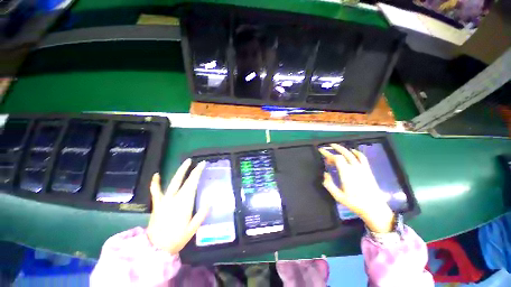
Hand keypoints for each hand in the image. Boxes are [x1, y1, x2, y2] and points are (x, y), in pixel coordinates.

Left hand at [146, 159, 208, 253]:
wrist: (155, 249)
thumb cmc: (177, 238)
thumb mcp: (193, 228)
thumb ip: (202, 213)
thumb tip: (210, 200)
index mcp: (185, 203)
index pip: (193, 183)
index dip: (198, 172)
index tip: (202, 164)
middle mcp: (175, 198)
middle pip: (184, 180)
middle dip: (191, 170)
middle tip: (196, 162)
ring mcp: (164, 200)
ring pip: (173, 182)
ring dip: (179, 171)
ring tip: (185, 162)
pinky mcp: (157, 204)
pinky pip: (155, 191)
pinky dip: (155, 182)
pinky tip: (156, 174)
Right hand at [319, 144, 394, 232]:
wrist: (374, 208)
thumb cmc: (354, 203)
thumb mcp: (338, 196)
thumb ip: (329, 184)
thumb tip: (325, 173)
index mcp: (346, 173)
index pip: (337, 158)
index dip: (328, 153)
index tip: (321, 151)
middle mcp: (354, 168)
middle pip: (344, 153)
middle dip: (335, 148)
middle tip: (328, 146)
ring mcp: (362, 168)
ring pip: (352, 154)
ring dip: (344, 149)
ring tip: (337, 146)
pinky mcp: (368, 170)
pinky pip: (362, 158)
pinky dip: (357, 152)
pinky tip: (353, 151)